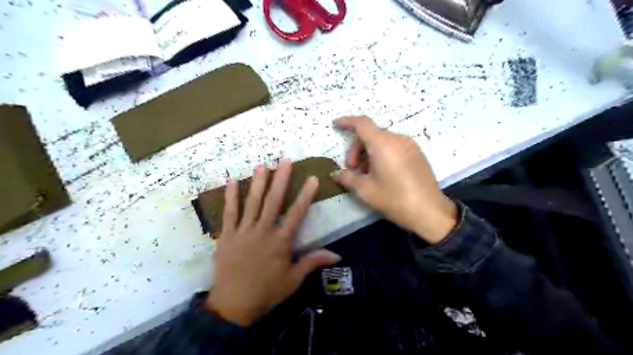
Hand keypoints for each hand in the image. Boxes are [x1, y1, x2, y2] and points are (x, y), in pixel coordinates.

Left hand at [205, 160, 340, 325]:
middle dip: (280, 179)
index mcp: (281, 242)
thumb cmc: (267, 292)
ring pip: (252, 202)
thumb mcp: (293, 280)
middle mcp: (263, 231)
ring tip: (262, 165)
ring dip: (258, 182)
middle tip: (285, 160)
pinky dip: (230, 196)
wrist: (233, 306)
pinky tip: (232, 181)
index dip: (305, 195)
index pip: (297, 213)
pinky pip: (229, 213)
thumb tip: (338, 255)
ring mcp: (243, 232)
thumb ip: (313, 262)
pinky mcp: (227, 236)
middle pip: (273, 201)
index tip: (311, 178)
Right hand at [333, 116, 457, 243]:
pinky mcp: (417, 154)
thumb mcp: (365, 190)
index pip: (362, 123)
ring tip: (367, 174)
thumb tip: (335, 174)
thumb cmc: (393, 199)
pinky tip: (382, 173)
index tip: (336, 124)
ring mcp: (410, 145)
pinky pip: (394, 147)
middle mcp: (398, 139)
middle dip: (357, 149)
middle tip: (352, 169)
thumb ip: (347, 178)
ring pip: (383, 141)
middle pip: (371, 134)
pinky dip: (383, 154)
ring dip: (369, 153)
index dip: (347, 121)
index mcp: (383, 144)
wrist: (429, 212)